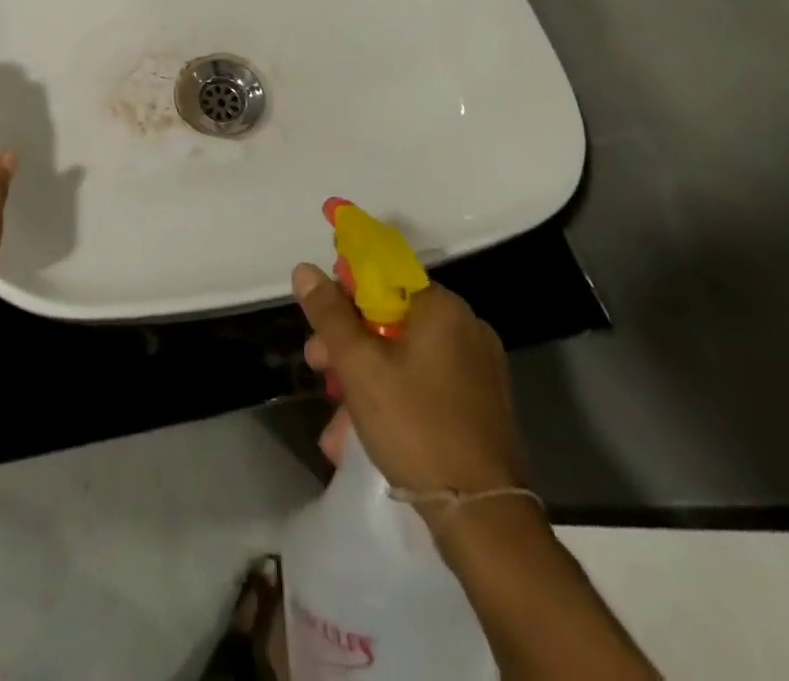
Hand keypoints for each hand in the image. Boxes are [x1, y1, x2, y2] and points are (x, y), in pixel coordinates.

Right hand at [294, 264, 526, 499]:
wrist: (483, 519)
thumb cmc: (416, 427)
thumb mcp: (359, 366)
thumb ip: (329, 314)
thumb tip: (305, 269)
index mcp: (442, 308)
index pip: (385, 274)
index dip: (346, 289)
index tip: (320, 316)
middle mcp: (466, 328)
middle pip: (392, 317)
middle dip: (348, 342)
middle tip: (317, 366)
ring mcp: (479, 369)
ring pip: (405, 355)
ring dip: (364, 377)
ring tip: (335, 418)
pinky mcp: (481, 406)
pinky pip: (425, 383)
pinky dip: (393, 396)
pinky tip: (362, 432)